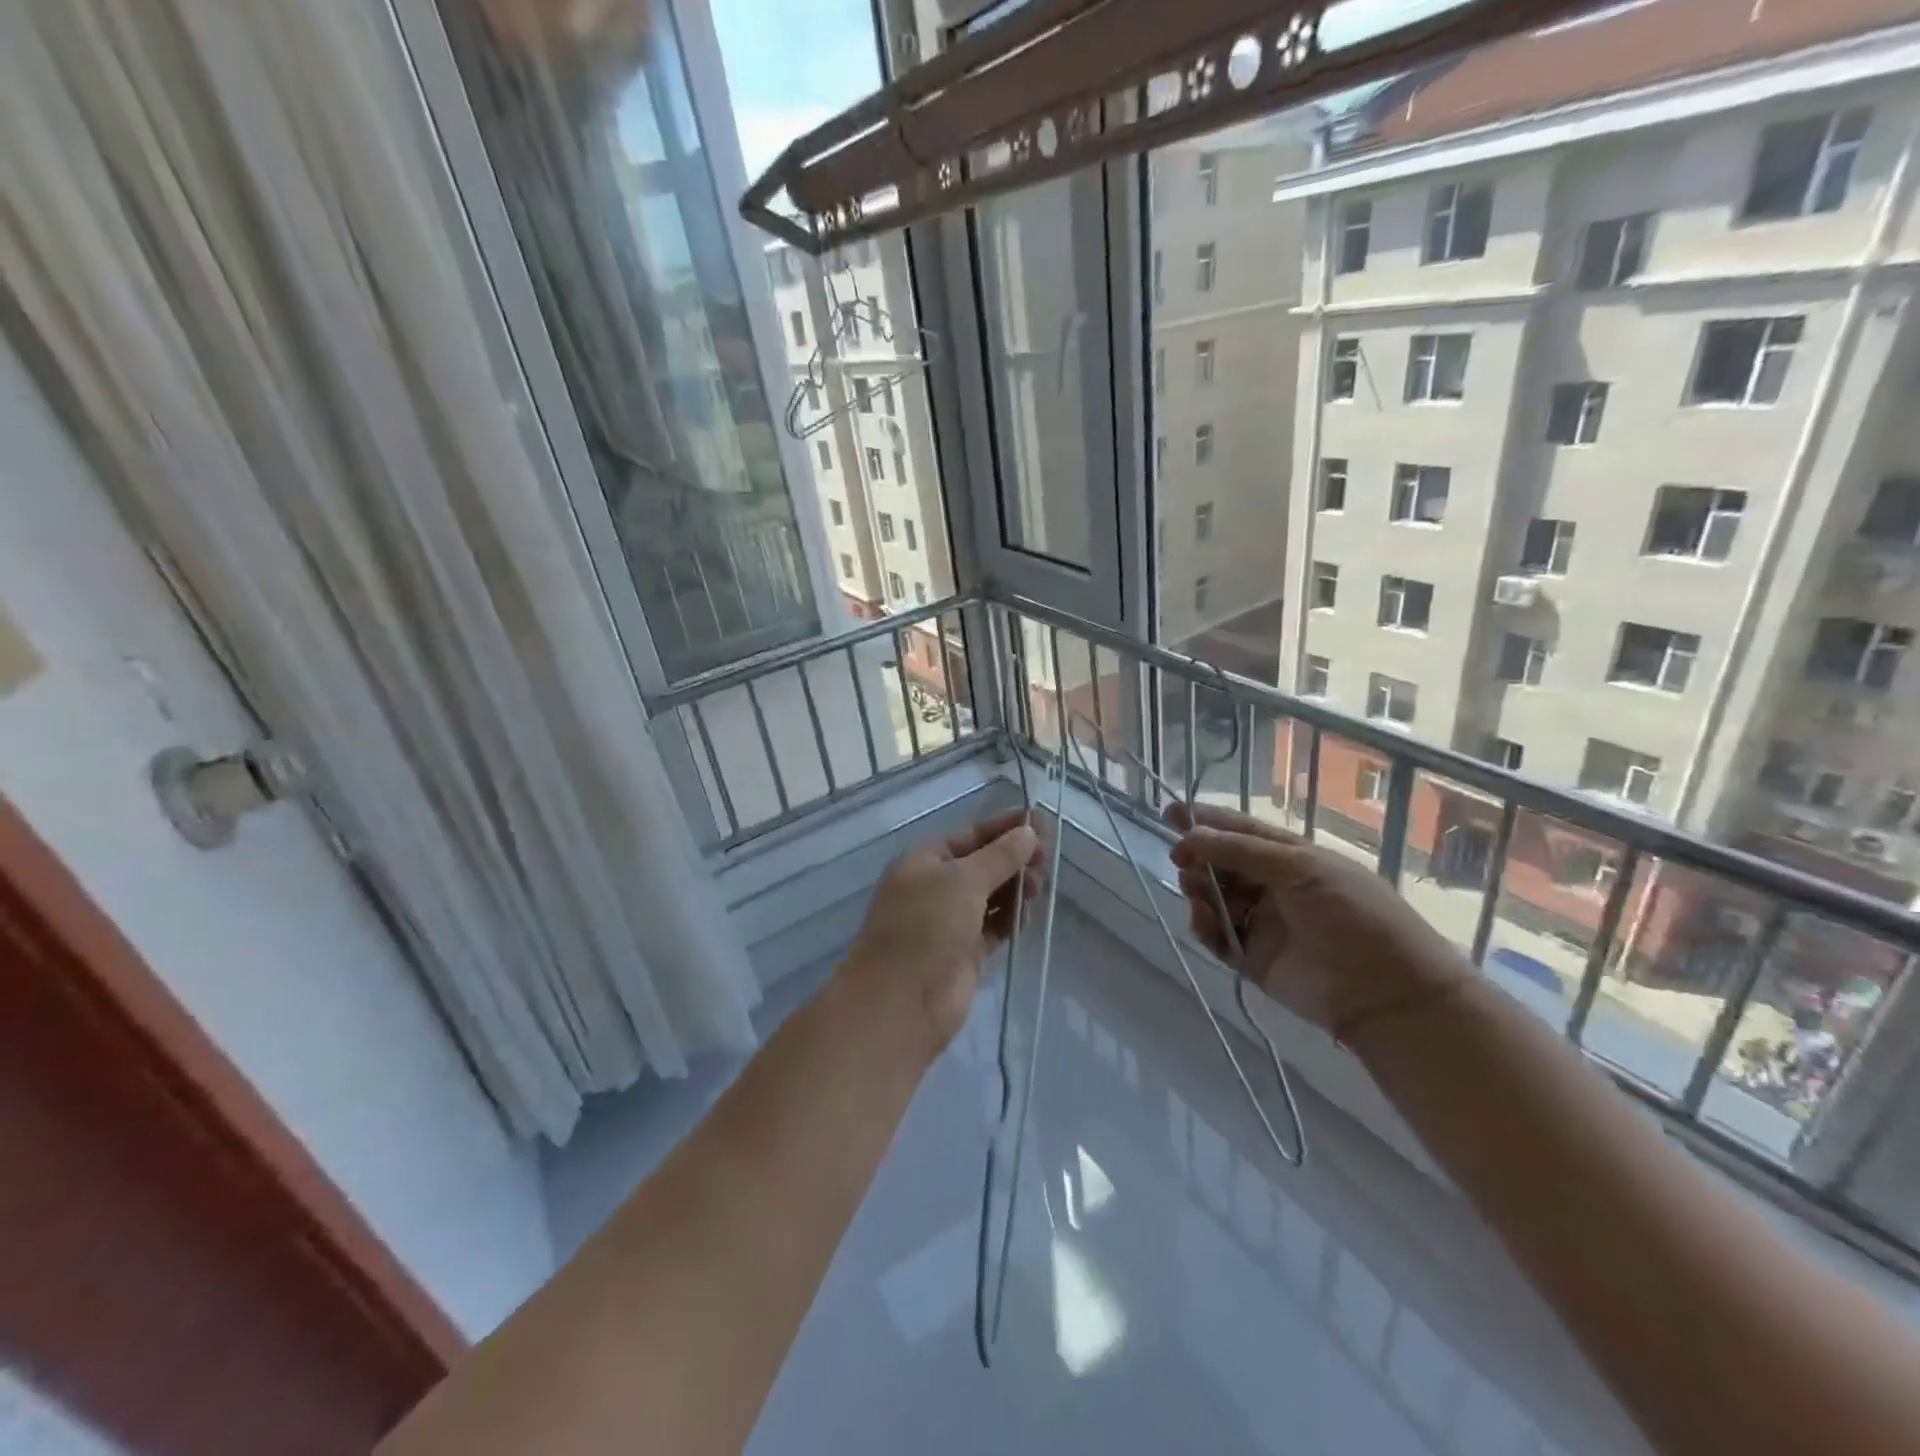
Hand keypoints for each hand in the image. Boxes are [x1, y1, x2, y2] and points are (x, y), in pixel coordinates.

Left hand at [843, 810, 1045, 1052]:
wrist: (902, 1000)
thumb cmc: (927, 925)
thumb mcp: (964, 880)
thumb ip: (1000, 856)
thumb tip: (1027, 833)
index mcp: (925, 861)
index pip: (972, 835)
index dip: (1005, 828)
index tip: (1041, 823)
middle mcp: (936, 887)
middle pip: (984, 865)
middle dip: (1014, 861)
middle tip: (1045, 863)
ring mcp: (950, 921)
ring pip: (992, 896)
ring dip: (1016, 889)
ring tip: (1037, 889)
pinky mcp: (964, 952)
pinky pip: (994, 926)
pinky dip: (1010, 919)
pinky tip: (1026, 917)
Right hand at [1167, 804, 1470, 1039]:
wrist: (1384, 990)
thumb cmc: (1351, 914)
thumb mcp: (1299, 868)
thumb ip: (1240, 851)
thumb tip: (1189, 836)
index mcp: (1289, 856)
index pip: (1240, 831)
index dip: (1206, 821)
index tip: (1170, 813)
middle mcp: (1271, 885)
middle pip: (1221, 863)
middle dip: (1198, 857)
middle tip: (1182, 859)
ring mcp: (1260, 921)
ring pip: (1213, 897)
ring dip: (1199, 890)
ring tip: (1197, 892)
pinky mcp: (1252, 957)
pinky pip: (1216, 935)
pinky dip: (1204, 926)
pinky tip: (1206, 922)